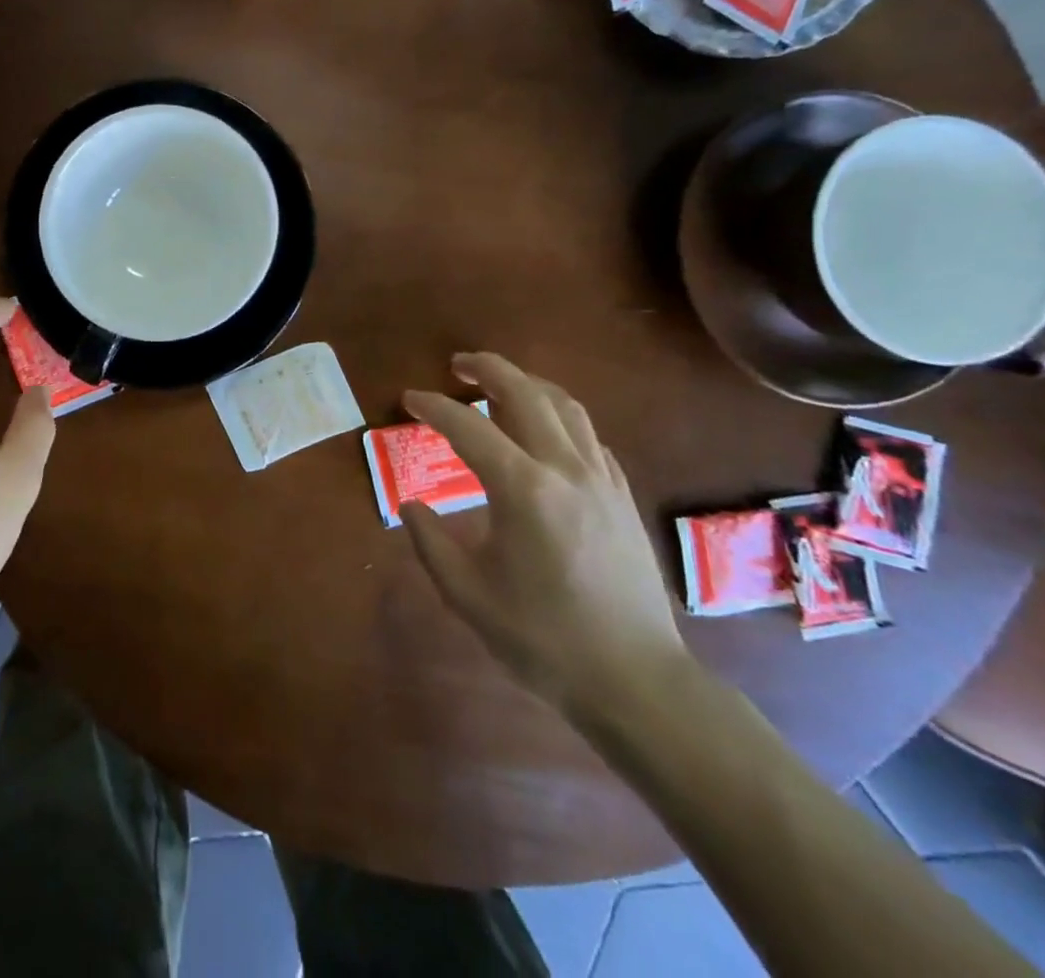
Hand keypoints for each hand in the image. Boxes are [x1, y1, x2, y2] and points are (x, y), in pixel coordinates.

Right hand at [401, 353, 687, 711]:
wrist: (636, 681)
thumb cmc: (543, 638)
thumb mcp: (467, 594)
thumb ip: (429, 541)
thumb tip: (411, 505)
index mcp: (523, 489)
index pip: (468, 427)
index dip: (433, 407)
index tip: (408, 399)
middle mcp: (565, 470)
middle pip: (526, 393)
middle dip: (488, 369)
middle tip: (457, 364)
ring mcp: (602, 480)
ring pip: (565, 406)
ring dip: (528, 384)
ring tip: (499, 384)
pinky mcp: (622, 496)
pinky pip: (588, 435)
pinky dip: (558, 416)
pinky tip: (543, 432)